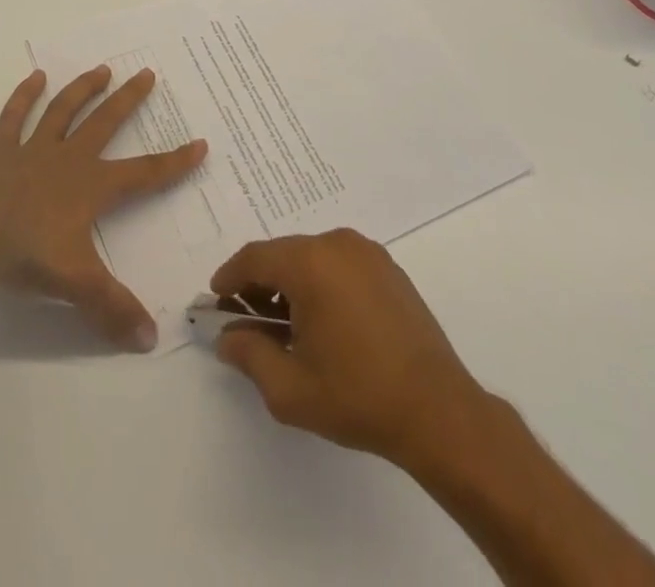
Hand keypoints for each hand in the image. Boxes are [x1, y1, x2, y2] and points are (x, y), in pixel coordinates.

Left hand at [0, 66, 205, 351]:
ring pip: (63, 110)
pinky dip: (24, 96)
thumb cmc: (30, 255)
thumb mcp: (79, 286)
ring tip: (101, 69)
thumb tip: (151, 341)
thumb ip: (114, 310)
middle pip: (105, 122)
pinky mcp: (1, 152)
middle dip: (129, 99)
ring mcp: (33, 150)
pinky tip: (35, 77)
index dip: (175, 161)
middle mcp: (69, 159)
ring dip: (83, 89)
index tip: (200, 143)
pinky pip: (14, 118)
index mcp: (93, 186)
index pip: (145, 173)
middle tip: (147, 73)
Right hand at [211, 230, 500, 465]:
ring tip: (285, 326)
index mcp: (310, 263)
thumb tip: (227, 337)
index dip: (229, 277)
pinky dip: (320, 282)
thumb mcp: (290, 388)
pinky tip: (322, 321)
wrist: (438, 411)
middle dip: (259, 283)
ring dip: (290, 283)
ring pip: (311, 257)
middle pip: (282, 254)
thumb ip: (249, 354)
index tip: (216, 299)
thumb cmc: (358, 396)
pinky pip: (339, 264)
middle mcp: (337, 243)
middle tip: (247, 318)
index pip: (254, 258)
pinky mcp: (388, 268)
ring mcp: (367, 252)